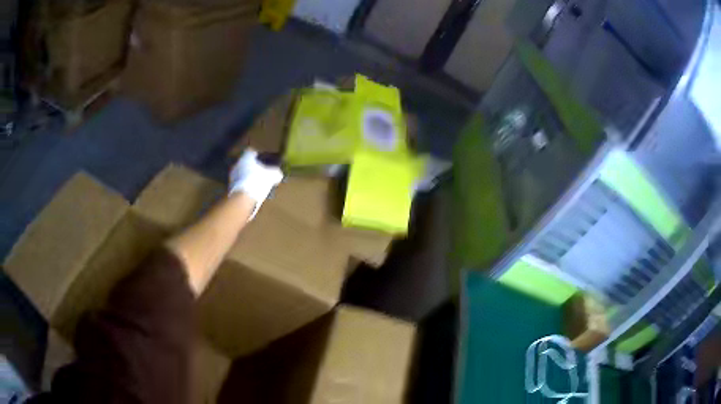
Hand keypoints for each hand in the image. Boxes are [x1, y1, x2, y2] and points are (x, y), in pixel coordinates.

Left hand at [229, 149, 283, 218]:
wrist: (243, 198)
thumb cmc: (258, 181)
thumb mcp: (272, 175)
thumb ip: (275, 172)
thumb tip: (278, 173)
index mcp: (246, 156)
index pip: (251, 151)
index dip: (257, 155)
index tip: (263, 160)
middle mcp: (237, 163)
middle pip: (245, 162)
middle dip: (252, 167)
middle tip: (261, 172)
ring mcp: (232, 175)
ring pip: (242, 173)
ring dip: (248, 177)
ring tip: (257, 183)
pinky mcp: (231, 187)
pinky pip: (240, 183)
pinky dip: (245, 186)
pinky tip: (252, 191)